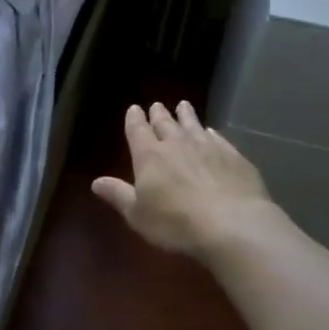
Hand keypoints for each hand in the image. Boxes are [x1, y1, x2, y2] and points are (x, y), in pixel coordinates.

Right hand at [91, 101, 271, 260]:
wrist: (232, 224)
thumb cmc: (176, 223)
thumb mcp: (138, 215)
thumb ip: (118, 195)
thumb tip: (96, 182)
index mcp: (149, 156)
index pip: (138, 130)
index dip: (134, 119)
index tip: (134, 108)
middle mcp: (177, 144)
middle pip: (165, 124)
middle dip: (159, 114)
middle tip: (156, 105)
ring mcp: (207, 148)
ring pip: (193, 125)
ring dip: (186, 115)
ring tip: (183, 105)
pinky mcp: (233, 156)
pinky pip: (218, 139)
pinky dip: (212, 133)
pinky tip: (212, 132)